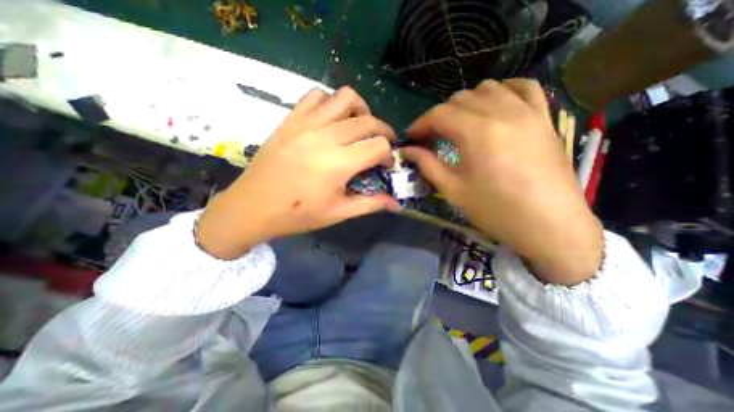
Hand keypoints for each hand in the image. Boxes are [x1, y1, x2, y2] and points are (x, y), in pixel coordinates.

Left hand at [198, 87, 399, 258]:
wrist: (252, 207)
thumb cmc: (297, 214)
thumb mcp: (338, 213)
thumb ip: (371, 204)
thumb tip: (396, 204)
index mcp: (339, 163)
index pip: (379, 145)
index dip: (388, 154)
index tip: (384, 165)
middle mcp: (326, 137)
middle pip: (368, 121)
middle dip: (383, 132)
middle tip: (380, 145)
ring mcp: (306, 124)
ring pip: (345, 98)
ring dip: (361, 110)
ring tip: (359, 127)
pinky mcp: (291, 119)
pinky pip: (316, 95)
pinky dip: (331, 102)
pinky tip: (332, 120)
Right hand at [400, 79, 601, 284]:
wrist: (549, 224)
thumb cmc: (495, 210)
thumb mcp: (453, 190)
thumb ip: (427, 165)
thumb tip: (408, 150)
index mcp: (476, 132)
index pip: (439, 114)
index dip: (420, 124)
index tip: (411, 137)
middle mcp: (501, 113)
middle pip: (460, 99)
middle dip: (439, 116)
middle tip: (433, 136)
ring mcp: (527, 112)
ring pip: (488, 89)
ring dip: (466, 103)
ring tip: (460, 124)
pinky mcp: (544, 118)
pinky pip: (524, 88)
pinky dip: (504, 90)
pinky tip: (495, 104)